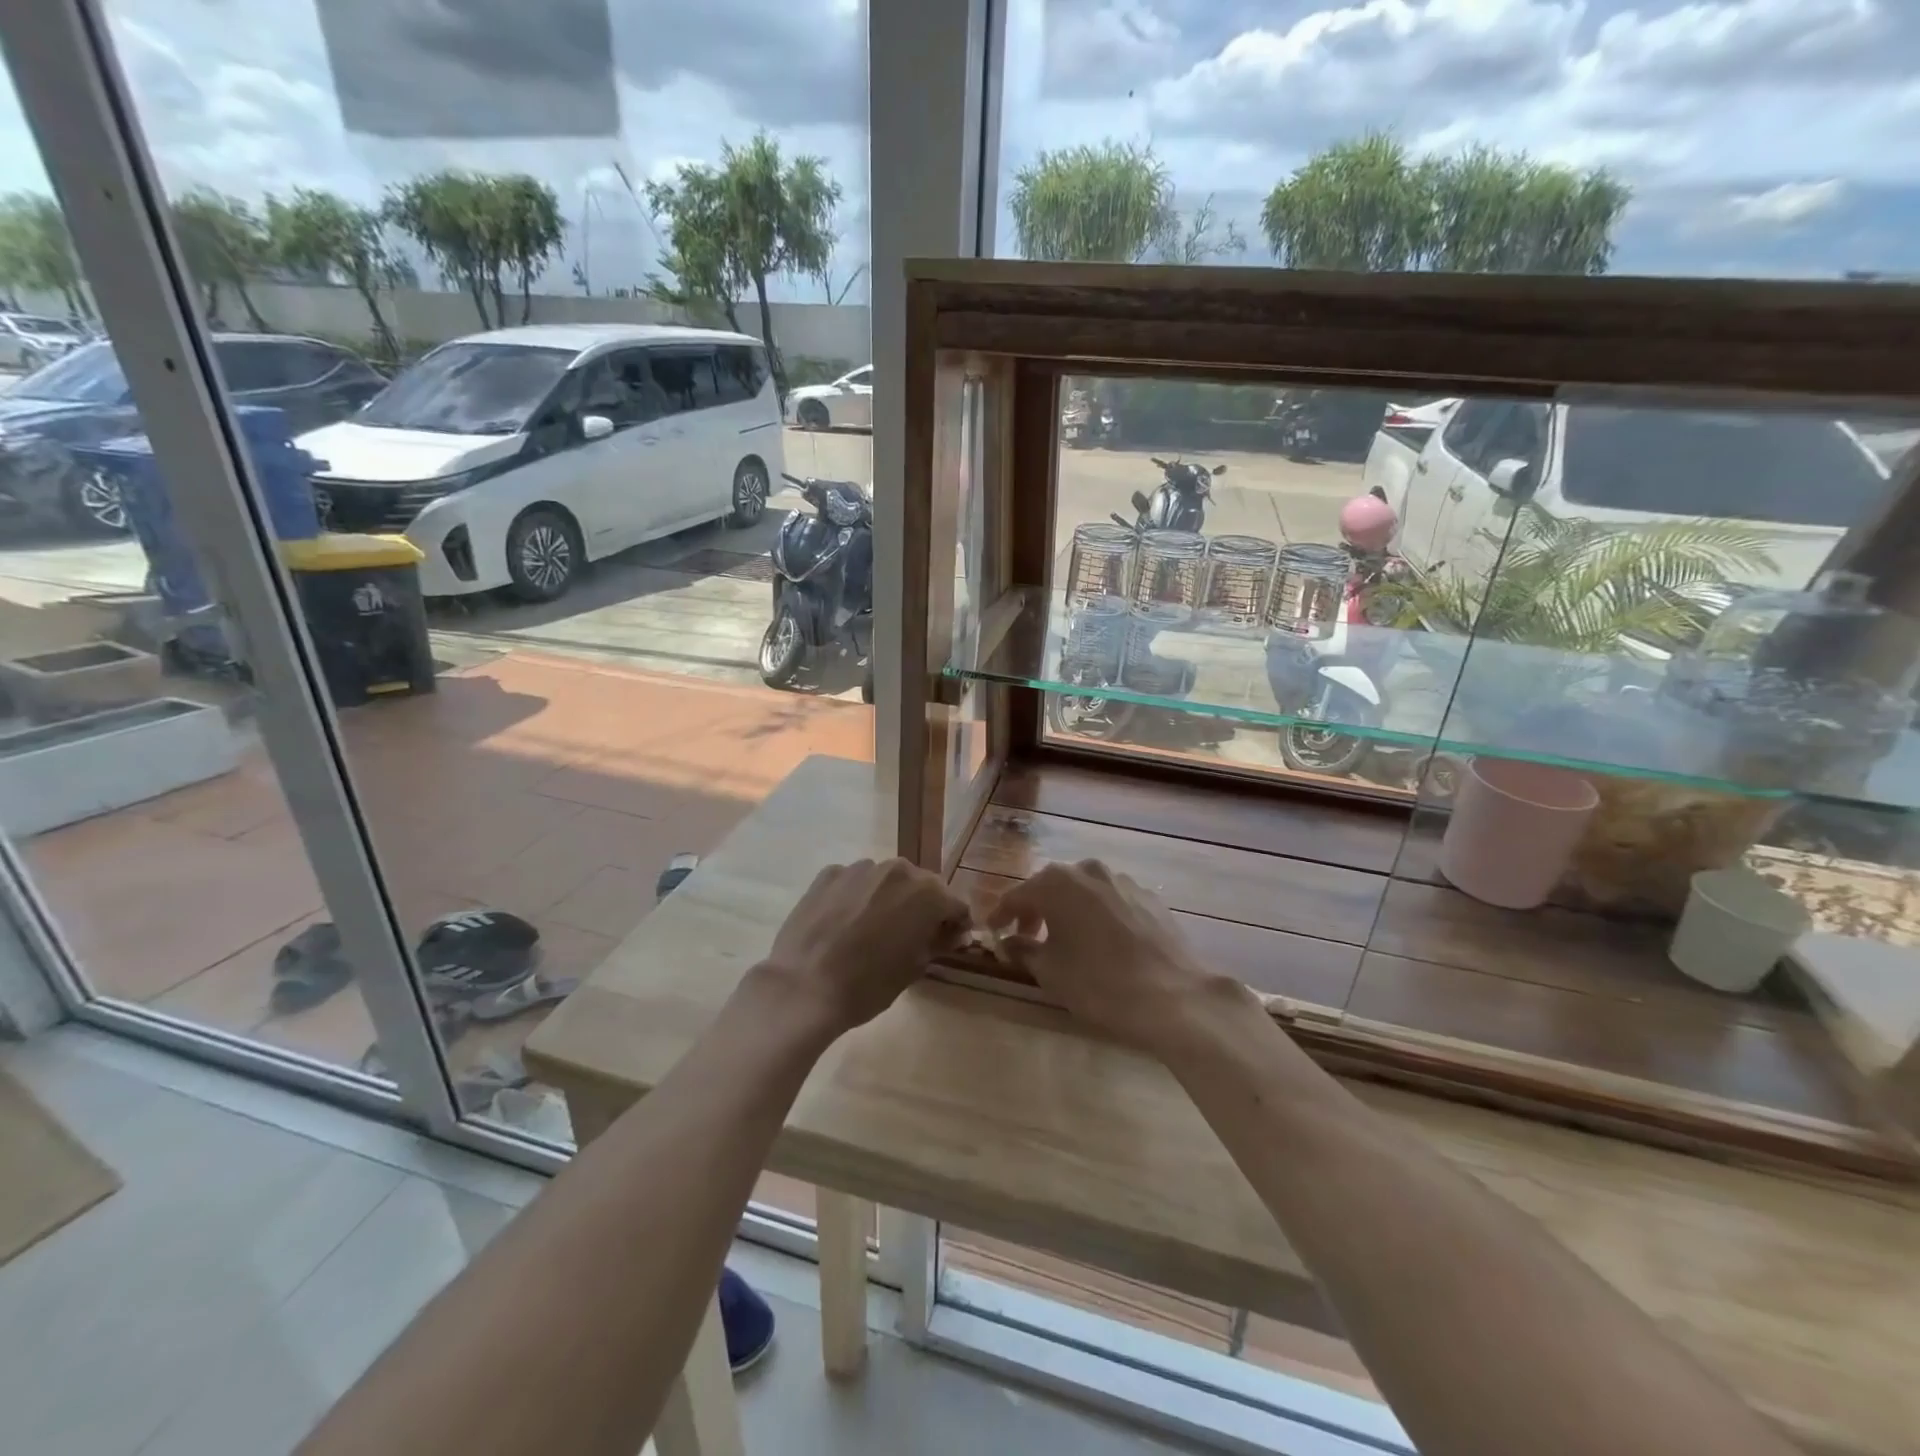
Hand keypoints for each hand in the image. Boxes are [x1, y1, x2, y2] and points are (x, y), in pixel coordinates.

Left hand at [759, 858, 969, 1035]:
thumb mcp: (914, 968)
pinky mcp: (829, 874)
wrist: (803, 987)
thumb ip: (938, 942)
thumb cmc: (868, 984)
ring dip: (888, 898)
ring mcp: (860, 868)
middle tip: (911, 936)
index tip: (950, 942)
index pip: (955, 904)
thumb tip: (952, 933)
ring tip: (872, 929)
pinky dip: (857, 896)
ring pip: (886, 880)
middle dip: (922, 907)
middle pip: (921, 886)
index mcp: (927, 893)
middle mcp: (898, 869)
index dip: (956, 924)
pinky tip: (844, 923)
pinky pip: (854, 882)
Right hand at [988, 859, 1246, 1054]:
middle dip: (1035, 910)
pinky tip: (1102, 942)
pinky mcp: (1149, 897)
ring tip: (1066, 940)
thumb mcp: (1051, 972)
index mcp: (1057, 883)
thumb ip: (1024, 950)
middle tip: (1027, 938)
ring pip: (1083, 891)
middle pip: (1051, 887)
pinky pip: (1111, 901)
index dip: (1001, 915)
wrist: (1175, 996)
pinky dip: (1098, 915)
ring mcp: (1123, 881)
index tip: (992, 933)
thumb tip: (1010, 941)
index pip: (1017, 895)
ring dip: (1069, 910)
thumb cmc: (1100, 983)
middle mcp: (1088, 870)